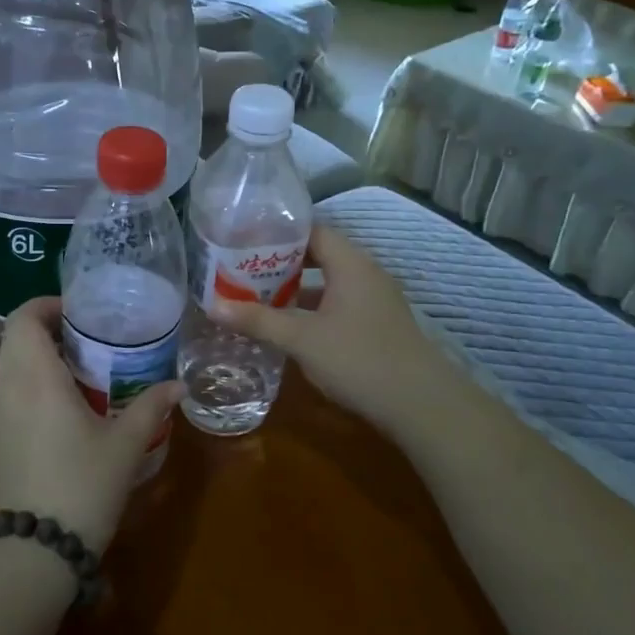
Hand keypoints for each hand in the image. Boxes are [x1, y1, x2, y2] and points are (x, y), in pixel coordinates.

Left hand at [0, 297, 182, 552]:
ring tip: (83, 367)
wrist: (36, 551)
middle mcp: (8, 388)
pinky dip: (33, 383)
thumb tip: (179, 386)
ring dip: (40, 357)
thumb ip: (151, 407)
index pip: (23, 318)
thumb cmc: (82, 485)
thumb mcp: (125, 444)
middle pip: (16, 339)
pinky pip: (11, 393)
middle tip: (90, 336)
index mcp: (35, 377)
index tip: (80, 311)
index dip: (47, 305)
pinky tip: (67, 406)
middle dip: (49, 329)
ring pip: (11, 366)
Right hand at [214, 224, 446, 431]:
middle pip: (319, 255)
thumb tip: (212, 306)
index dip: (277, 233)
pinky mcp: (378, 325)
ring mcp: (376, 300)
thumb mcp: (302, 339)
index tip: (243, 239)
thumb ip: (258, 320)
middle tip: (242, 269)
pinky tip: (290, 327)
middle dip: (281, 263)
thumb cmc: (359, 359)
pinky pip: (339, 304)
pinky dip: (313, 309)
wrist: (422, 405)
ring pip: (329, 283)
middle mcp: (366, 273)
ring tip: (258, 296)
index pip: (311, 230)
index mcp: (350, 263)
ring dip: (296, 289)